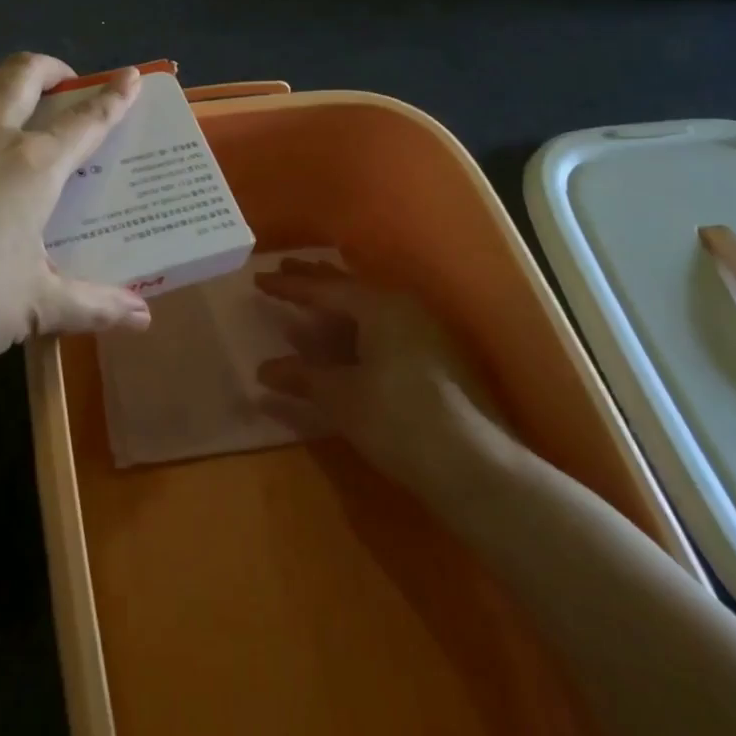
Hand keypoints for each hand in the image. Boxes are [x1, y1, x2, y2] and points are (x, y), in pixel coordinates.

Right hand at [255, 259, 521, 497]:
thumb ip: (302, 377)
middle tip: (284, 270)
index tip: (259, 279)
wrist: (477, 466)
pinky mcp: (437, 358)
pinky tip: (347, 340)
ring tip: (311, 303)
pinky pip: (384, 327)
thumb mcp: (342, 398)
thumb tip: (265, 369)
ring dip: (337, 306)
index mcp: (379, 306)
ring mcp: (426, 331)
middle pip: (350, 288)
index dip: (289, 286)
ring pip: (370, 308)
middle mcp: (404, 308)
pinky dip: (357, 328)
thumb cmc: (399, 420)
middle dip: (315, 282)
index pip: (324, 288)